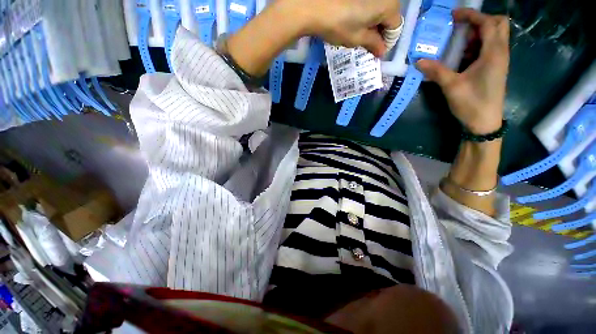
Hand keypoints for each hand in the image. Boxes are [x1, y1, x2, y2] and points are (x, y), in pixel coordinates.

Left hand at [287, 0, 401, 56]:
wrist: (314, 6)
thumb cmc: (340, 25)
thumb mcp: (358, 39)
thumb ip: (374, 44)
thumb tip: (382, 51)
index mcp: (388, 6)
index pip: (395, 27)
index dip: (387, 42)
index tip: (376, 52)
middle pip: (389, 17)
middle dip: (380, 33)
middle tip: (368, 46)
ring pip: (378, 11)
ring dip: (373, 25)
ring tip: (360, 37)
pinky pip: (369, 5)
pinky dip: (365, 17)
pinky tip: (355, 24)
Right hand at [417, 9, 509, 134]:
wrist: (484, 123)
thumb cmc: (471, 103)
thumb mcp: (452, 86)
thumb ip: (436, 71)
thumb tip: (418, 61)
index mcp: (494, 53)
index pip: (488, 23)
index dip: (471, 15)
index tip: (454, 16)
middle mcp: (500, 52)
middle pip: (498, 25)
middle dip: (480, 21)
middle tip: (460, 28)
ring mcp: (499, 61)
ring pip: (494, 36)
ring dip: (477, 34)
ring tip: (458, 43)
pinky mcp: (494, 69)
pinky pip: (489, 49)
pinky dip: (476, 46)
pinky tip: (462, 57)